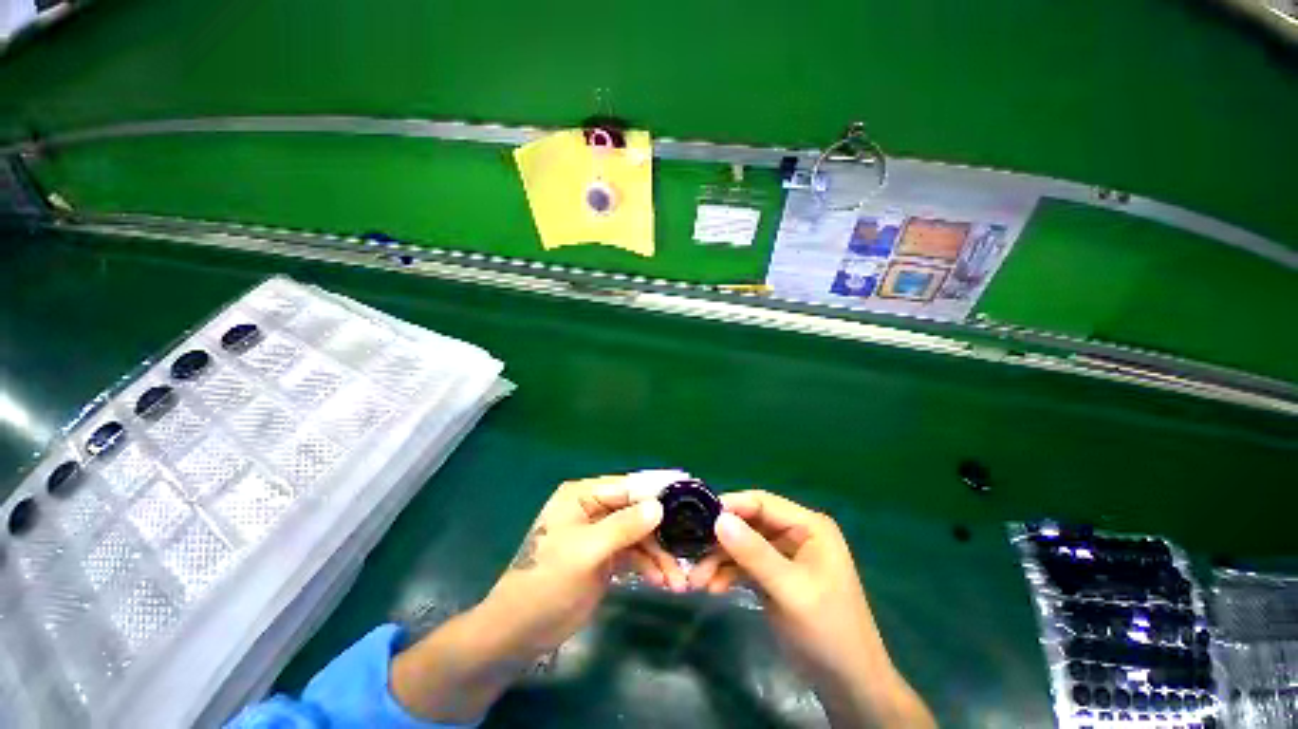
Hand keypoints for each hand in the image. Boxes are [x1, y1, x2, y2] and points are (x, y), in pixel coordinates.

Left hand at [392, 474, 684, 722]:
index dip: (659, 490)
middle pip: (638, 511)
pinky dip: (650, 566)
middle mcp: (595, 508)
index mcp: (583, 495)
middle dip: (662, 532)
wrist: (520, 633)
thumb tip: (659, 505)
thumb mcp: (586, 552)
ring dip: (660, 555)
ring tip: (679, 582)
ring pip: (641, 535)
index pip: (628, 485)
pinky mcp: (607, 556)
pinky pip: (635, 554)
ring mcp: (602, 533)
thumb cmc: (546, 583)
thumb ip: (623, 526)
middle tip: (689, 549)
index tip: (691, 494)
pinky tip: (664, 582)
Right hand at [688, 491, 934, 728]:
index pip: (761, 502)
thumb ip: (754, 553)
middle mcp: (794, 533)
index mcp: (808, 526)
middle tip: (693, 555)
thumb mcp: (790, 591)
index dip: (730, 506)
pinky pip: (744, 565)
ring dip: (719, 560)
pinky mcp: (774, 575)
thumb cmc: (828, 632)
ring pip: (742, 544)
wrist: (848, 685)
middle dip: (720, 540)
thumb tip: (718, 519)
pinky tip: (712, 588)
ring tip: (697, 582)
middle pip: (748, 523)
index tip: (698, 519)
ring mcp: (783, 554)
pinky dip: (727, 574)